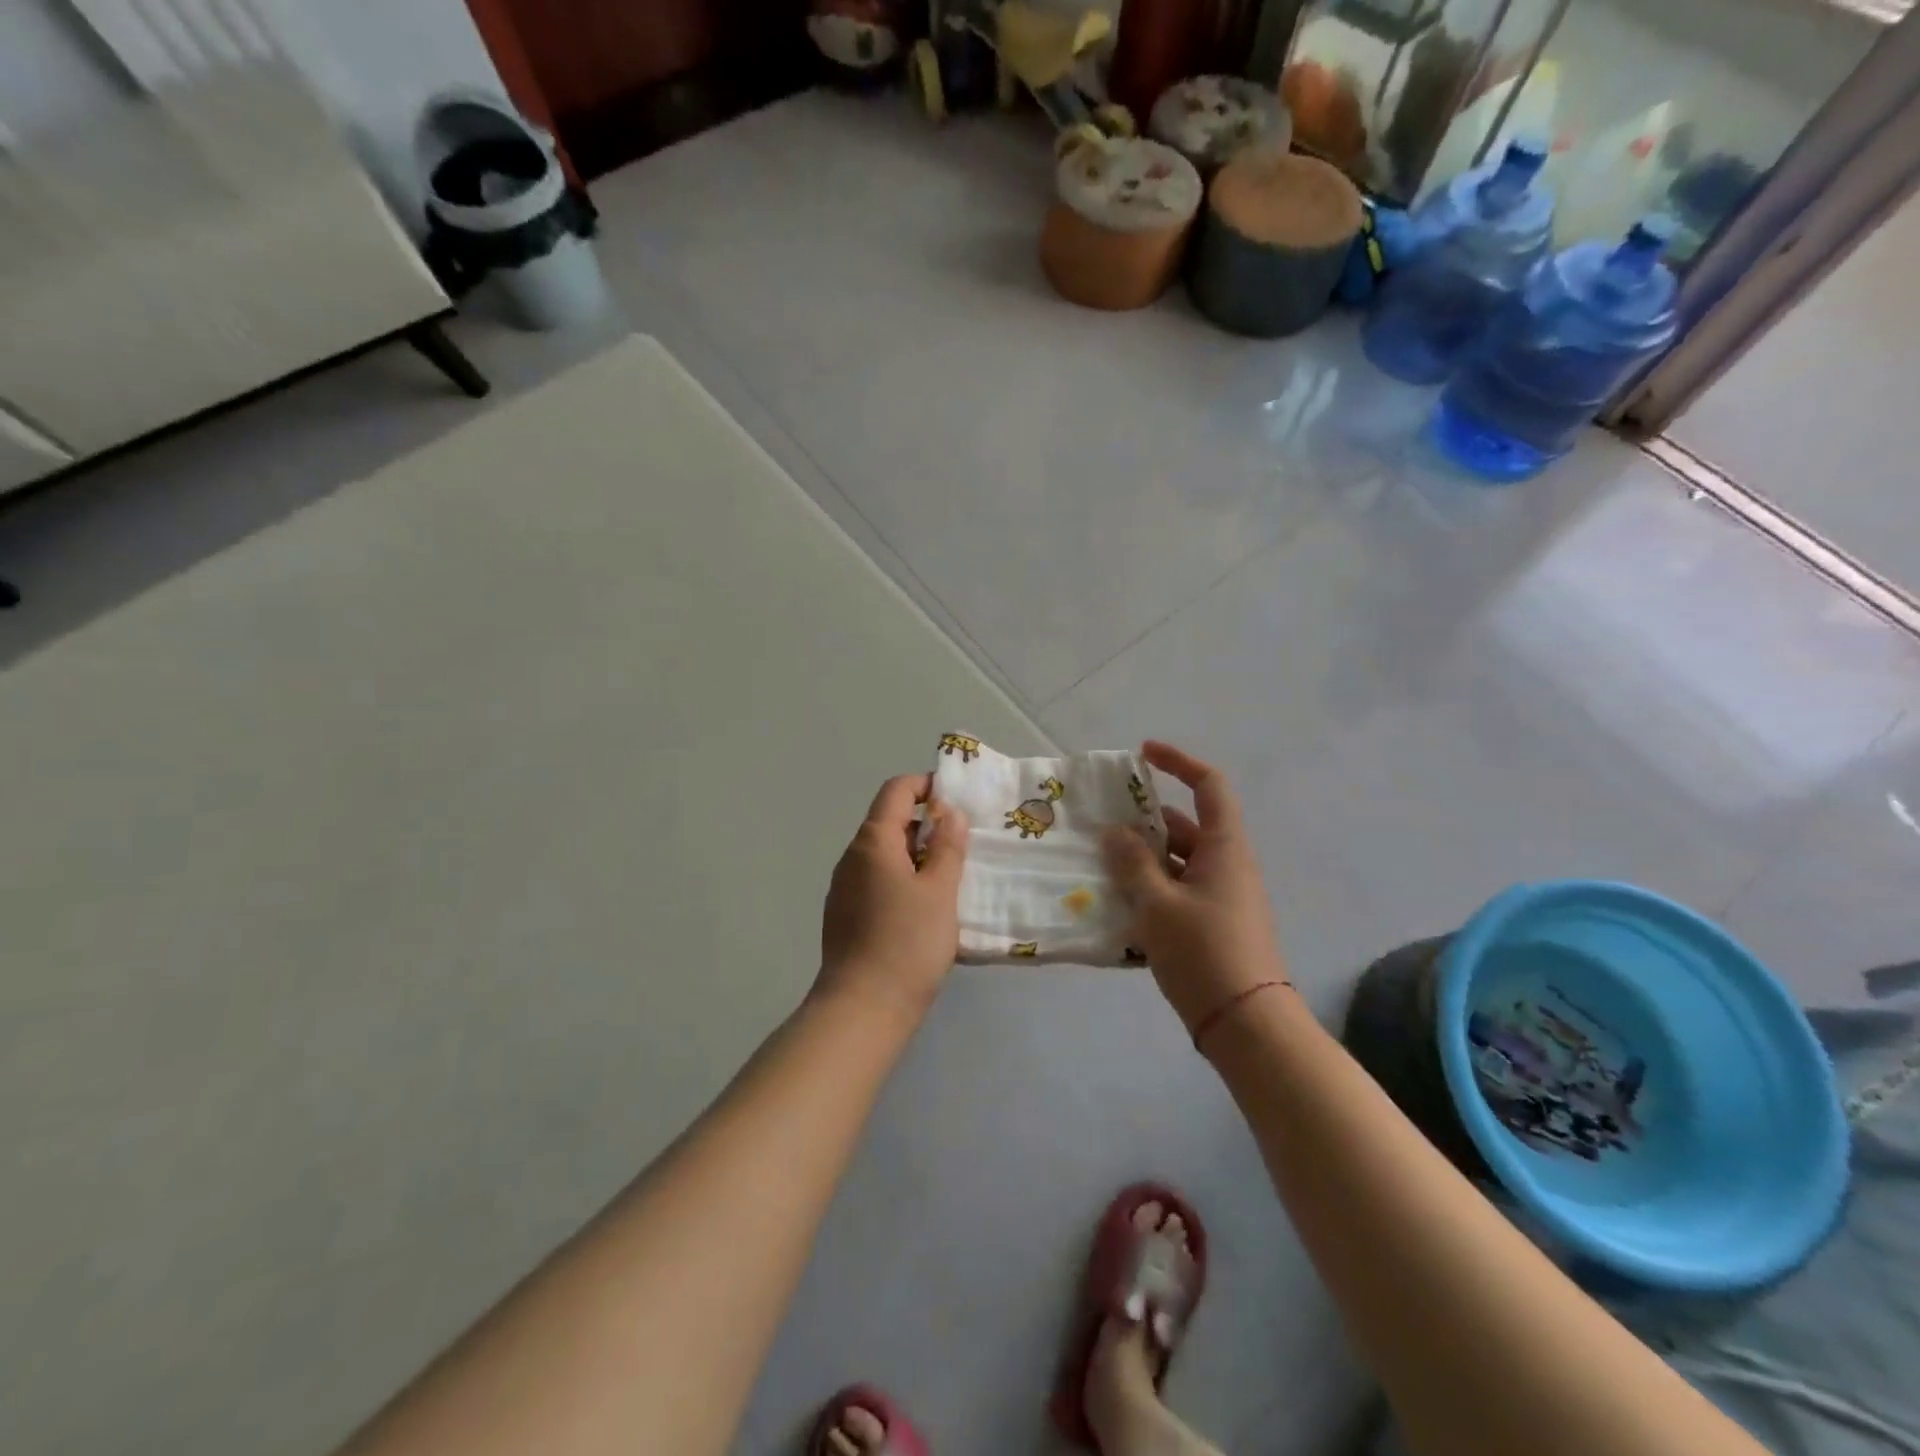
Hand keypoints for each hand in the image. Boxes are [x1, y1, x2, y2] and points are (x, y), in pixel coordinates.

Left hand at [816, 773, 970, 1023]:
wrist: (863, 1008)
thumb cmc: (907, 942)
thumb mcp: (940, 890)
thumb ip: (947, 846)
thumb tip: (948, 812)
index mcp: (873, 841)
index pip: (897, 791)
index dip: (927, 785)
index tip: (957, 800)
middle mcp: (852, 857)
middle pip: (889, 822)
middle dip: (927, 824)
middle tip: (963, 843)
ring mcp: (844, 888)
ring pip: (885, 855)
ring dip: (916, 855)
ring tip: (950, 877)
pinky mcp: (845, 915)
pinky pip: (877, 882)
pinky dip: (902, 880)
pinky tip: (925, 909)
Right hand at [1102, 742, 1286, 1039]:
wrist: (1247, 1025)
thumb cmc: (1204, 953)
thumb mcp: (1158, 905)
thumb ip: (1133, 864)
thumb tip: (1115, 832)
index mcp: (1224, 849)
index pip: (1209, 786)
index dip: (1178, 762)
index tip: (1143, 754)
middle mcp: (1228, 865)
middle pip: (1187, 826)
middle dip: (1145, 822)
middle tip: (1103, 825)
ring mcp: (1223, 897)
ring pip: (1179, 862)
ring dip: (1144, 859)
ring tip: (1101, 865)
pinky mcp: (1215, 925)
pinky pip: (1180, 891)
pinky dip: (1152, 888)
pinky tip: (1120, 903)